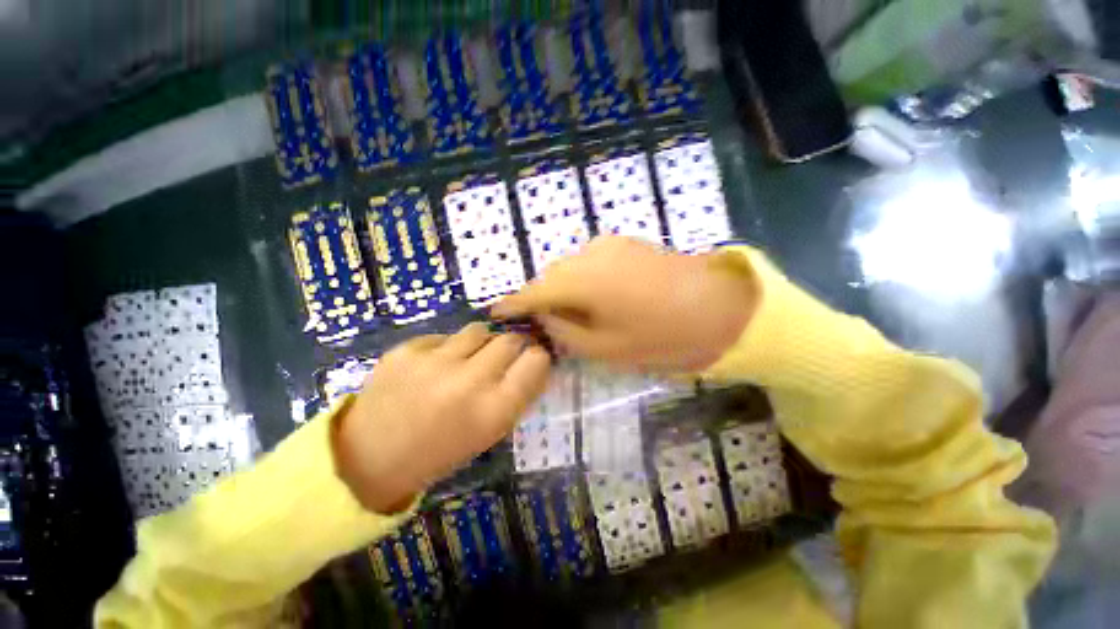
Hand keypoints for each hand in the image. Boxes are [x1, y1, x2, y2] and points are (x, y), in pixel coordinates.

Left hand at [334, 323, 550, 512]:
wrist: (369, 459)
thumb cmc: (440, 452)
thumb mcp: (490, 433)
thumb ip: (517, 395)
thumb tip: (536, 362)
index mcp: (494, 411)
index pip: (536, 361)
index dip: (538, 356)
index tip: (532, 359)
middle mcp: (469, 382)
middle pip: (511, 339)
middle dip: (513, 344)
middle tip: (501, 357)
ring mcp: (435, 362)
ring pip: (480, 329)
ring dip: (481, 342)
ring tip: (466, 359)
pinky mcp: (406, 350)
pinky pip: (445, 336)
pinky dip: (447, 347)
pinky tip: (433, 366)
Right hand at [492, 236, 755, 371]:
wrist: (721, 306)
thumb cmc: (662, 336)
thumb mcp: (606, 348)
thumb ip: (565, 332)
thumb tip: (544, 318)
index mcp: (582, 281)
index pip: (533, 292)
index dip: (512, 303)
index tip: (495, 312)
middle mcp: (589, 254)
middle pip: (550, 276)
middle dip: (540, 298)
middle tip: (540, 322)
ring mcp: (609, 244)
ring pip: (569, 267)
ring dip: (563, 288)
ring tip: (572, 313)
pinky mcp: (625, 243)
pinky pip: (589, 261)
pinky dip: (582, 279)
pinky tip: (596, 297)